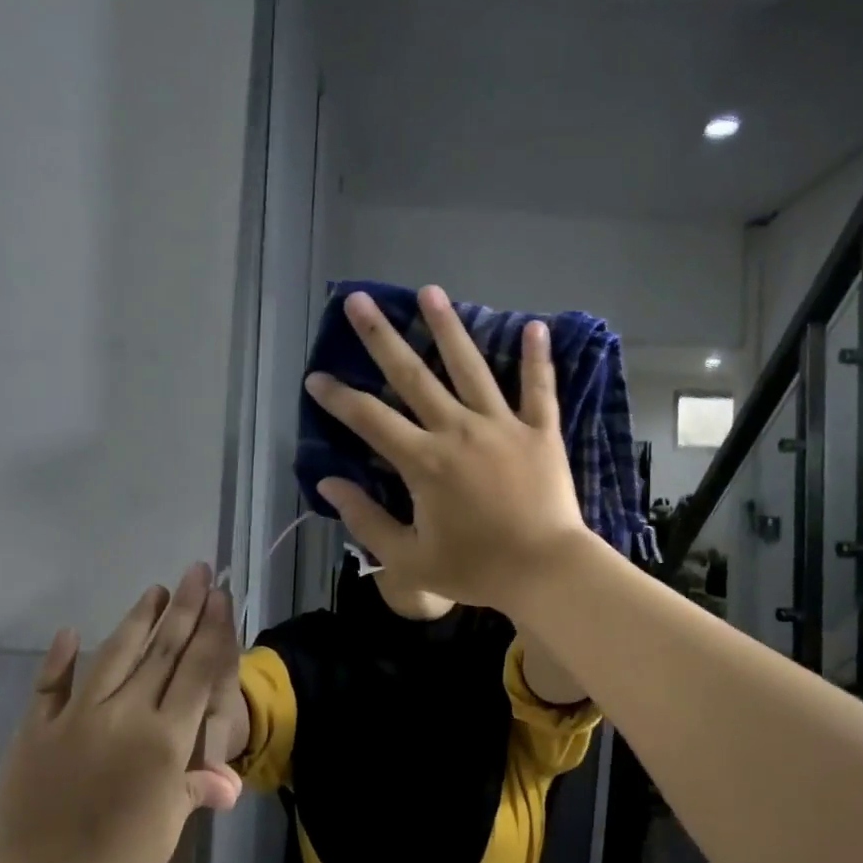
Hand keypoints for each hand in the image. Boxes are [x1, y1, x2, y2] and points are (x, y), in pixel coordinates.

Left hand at [0, 566, 242, 862]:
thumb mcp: (167, 829)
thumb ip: (193, 789)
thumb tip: (227, 782)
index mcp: (164, 739)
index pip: (197, 670)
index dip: (211, 630)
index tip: (218, 595)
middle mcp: (126, 715)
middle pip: (162, 651)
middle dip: (184, 608)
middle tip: (196, 571)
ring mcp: (77, 717)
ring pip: (114, 655)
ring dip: (137, 620)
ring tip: (155, 590)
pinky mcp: (38, 730)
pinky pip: (51, 685)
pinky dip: (60, 658)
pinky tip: (69, 632)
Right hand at [304, 285, 591, 613]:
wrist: (547, 572)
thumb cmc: (476, 569)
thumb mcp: (409, 558)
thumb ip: (365, 520)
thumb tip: (327, 484)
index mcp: (424, 461)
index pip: (370, 420)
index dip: (338, 397)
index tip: (315, 376)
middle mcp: (459, 430)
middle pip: (413, 375)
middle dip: (381, 336)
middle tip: (359, 300)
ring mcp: (502, 425)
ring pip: (471, 367)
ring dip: (448, 327)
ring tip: (431, 291)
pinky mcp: (540, 431)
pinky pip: (539, 388)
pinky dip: (537, 358)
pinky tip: (535, 325)